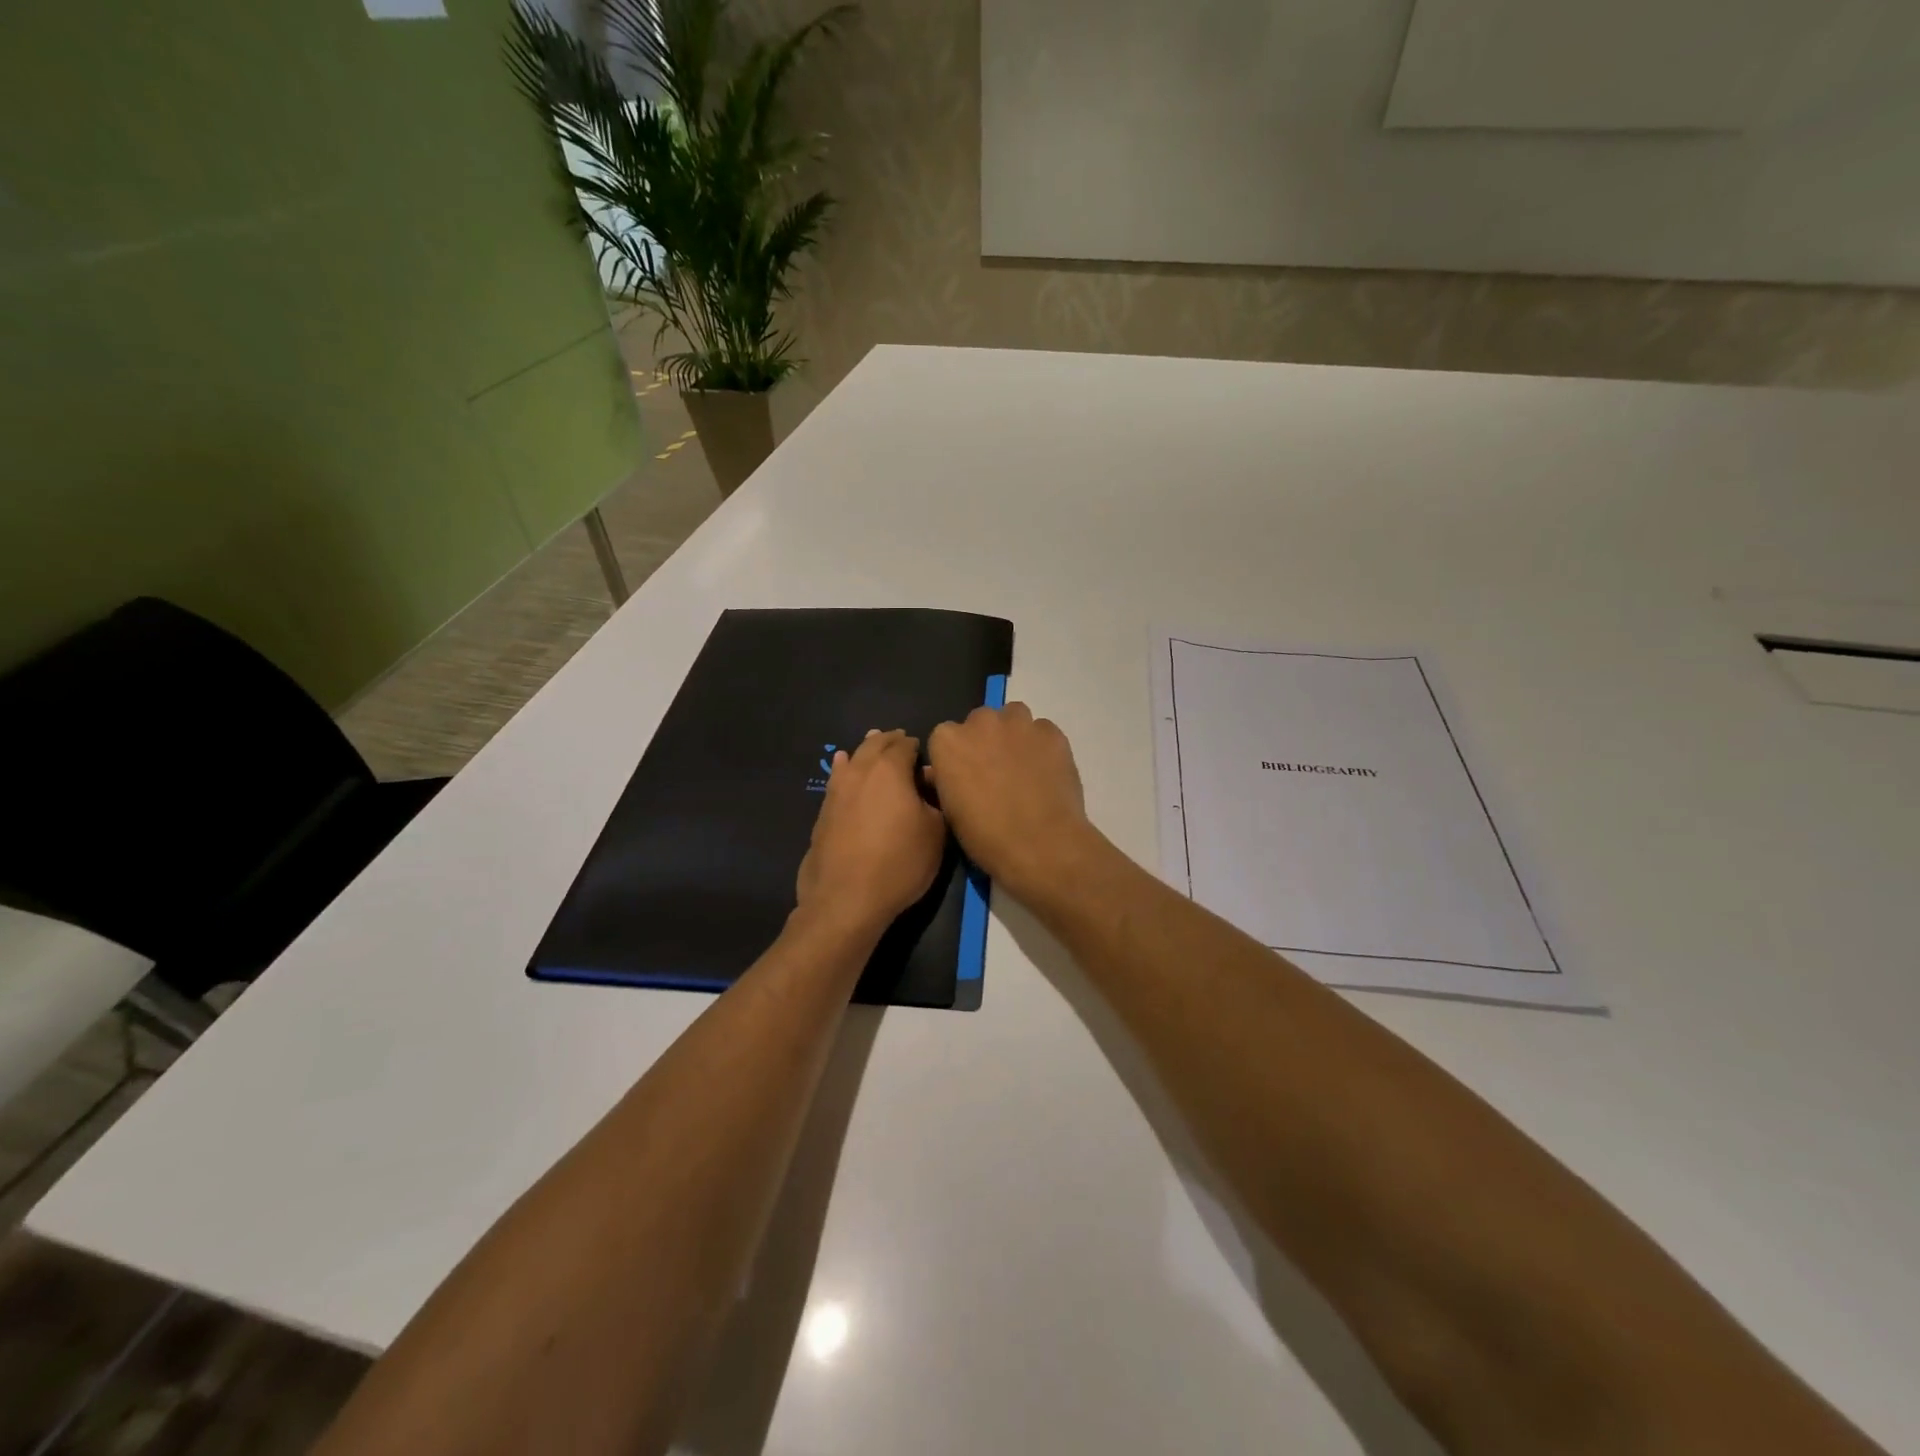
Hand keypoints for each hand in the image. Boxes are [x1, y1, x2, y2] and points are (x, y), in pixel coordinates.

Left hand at [795, 729, 946, 937]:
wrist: (846, 898)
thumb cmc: (900, 863)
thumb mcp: (936, 833)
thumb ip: (935, 801)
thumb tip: (928, 781)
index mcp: (890, 769)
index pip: (906, 745)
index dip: (917, 747)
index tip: (925, 755)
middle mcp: (860, 770)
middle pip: (875, 745)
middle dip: (890, 741)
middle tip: (901, 741)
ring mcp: (837, 790)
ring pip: (853, 758)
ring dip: (865, 751)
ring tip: (873, 744)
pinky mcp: (823, 811)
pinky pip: (837, 778)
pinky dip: (844, 768)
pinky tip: (843, 766)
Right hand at [926, 703, 1097, 902]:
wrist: (1040, 844)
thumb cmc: (986, 836)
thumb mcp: (951, 812)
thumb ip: (943, 781)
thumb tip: (940, 773)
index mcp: (947, 741)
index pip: (946, 737)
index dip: (957, 757)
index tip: (965, 777)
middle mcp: (980, 722)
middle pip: (980, 722)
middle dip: (985, 741)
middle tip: (996, 772)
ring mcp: (1019, 723)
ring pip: (1013, 717)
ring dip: (1014, 735)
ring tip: (1023, 767)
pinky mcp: (1051, 732)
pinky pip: (1043, 731)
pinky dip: (1042, 745)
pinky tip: (1047, 772)